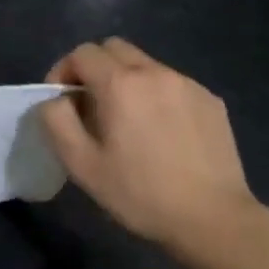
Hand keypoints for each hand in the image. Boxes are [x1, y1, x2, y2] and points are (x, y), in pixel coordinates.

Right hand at [41, 39, 264, 261]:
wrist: (213, 219)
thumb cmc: (141, 194)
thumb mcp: (82, 165)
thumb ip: (57, 121)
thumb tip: (55, 100)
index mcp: (121, 84)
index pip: (82, 53)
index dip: (63, 71)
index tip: (62, 102)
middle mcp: (155, 72)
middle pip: (114, 48)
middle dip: (94, 68)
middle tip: (91, 105)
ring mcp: (187, 84)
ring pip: (145, 64)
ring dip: (126, 81)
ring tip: (128, 121)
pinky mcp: (211, 100)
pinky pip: (172, 84)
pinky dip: (156, 95)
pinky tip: (162, 133)